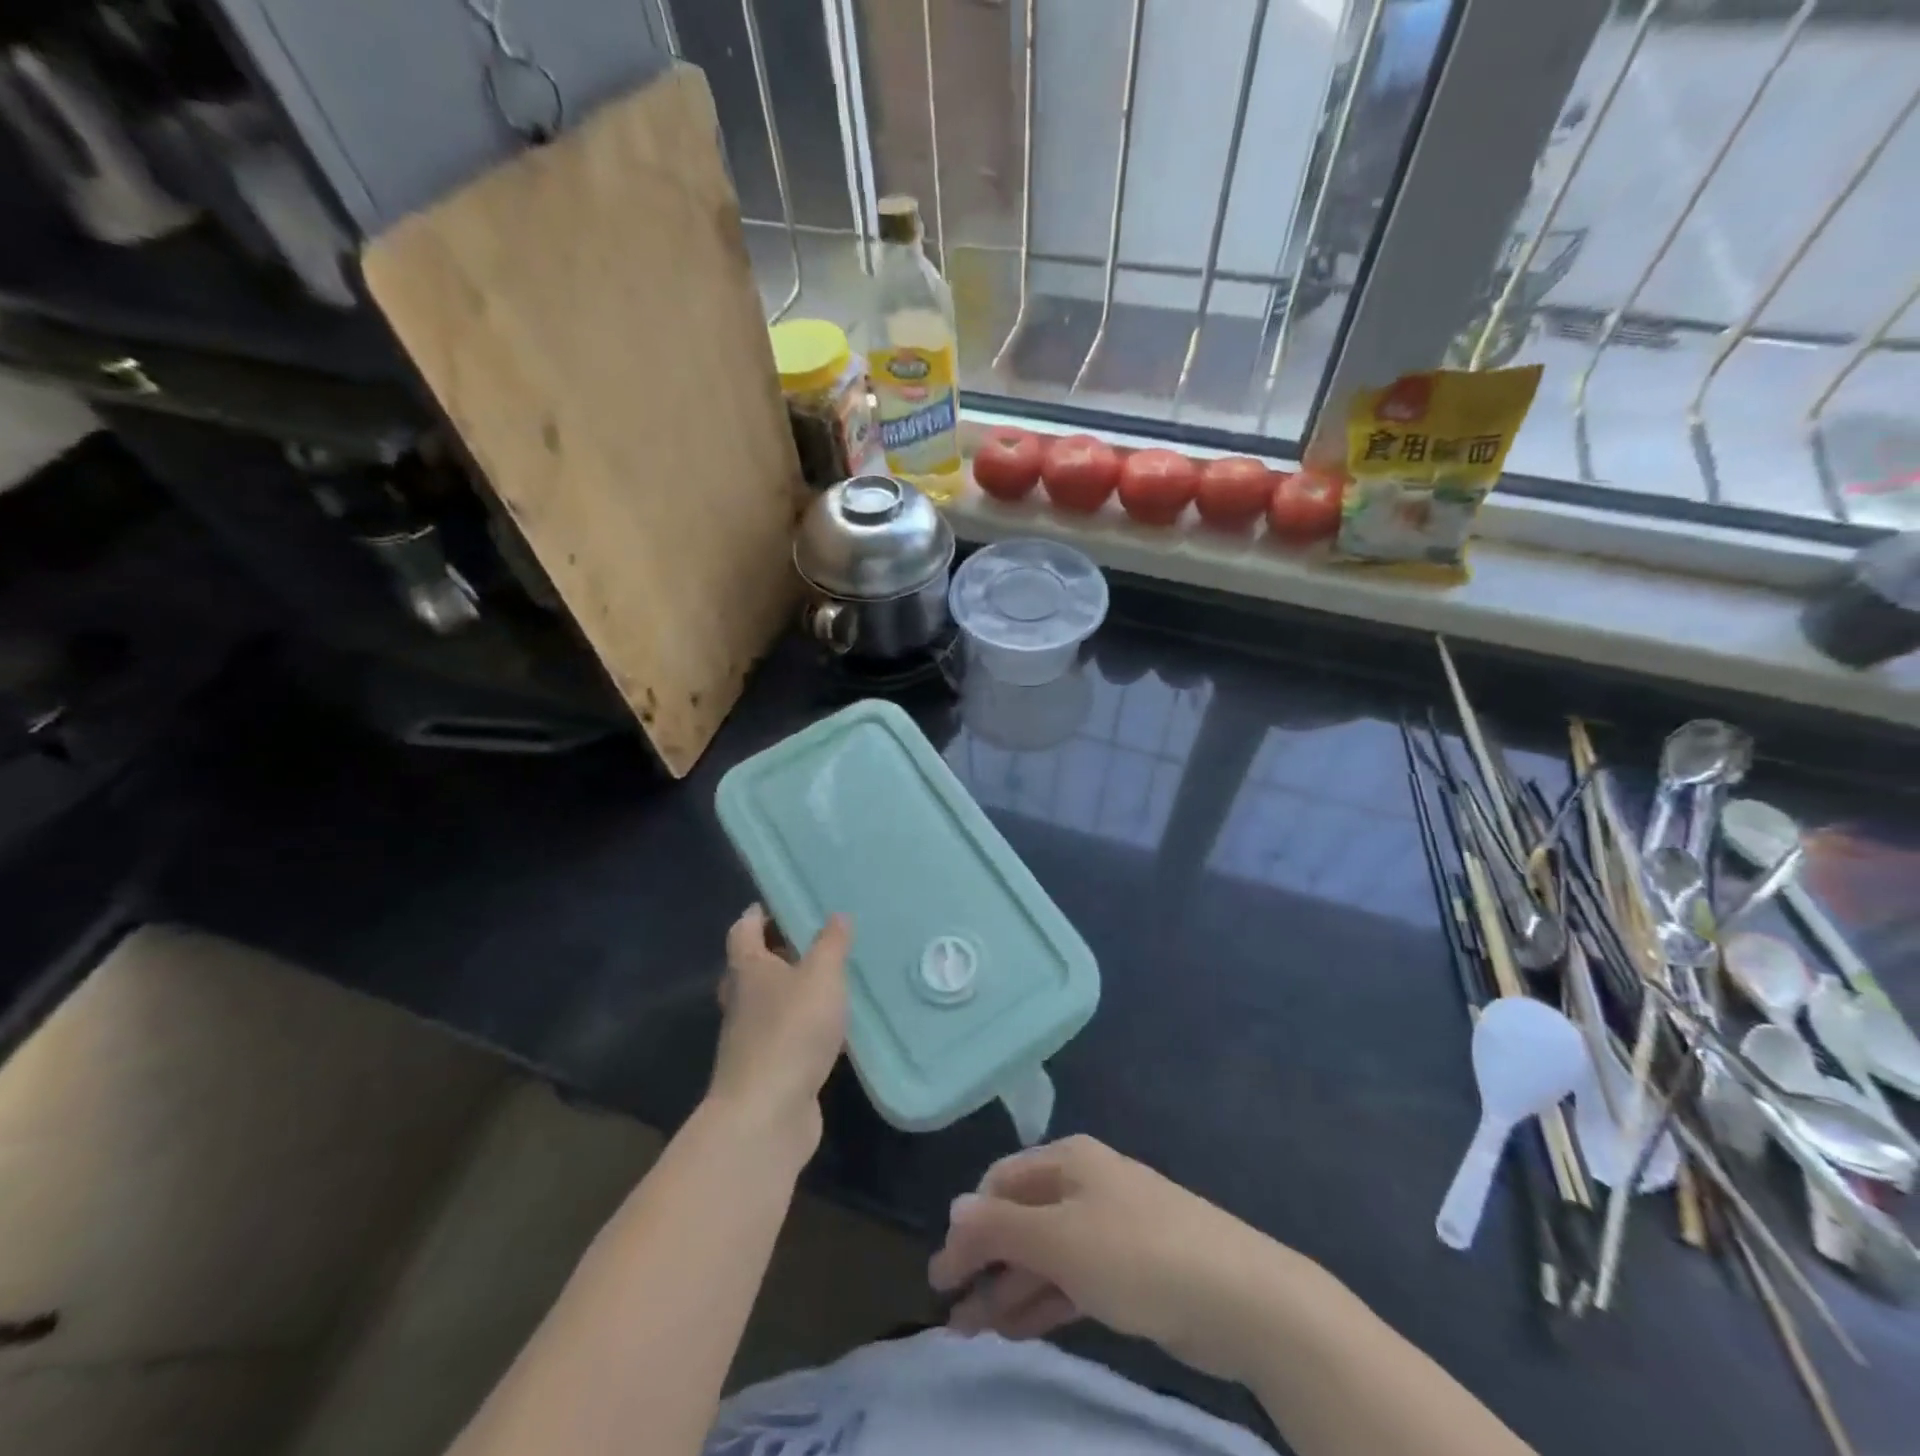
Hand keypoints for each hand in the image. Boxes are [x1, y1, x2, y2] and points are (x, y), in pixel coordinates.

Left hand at [706, 906, 849, 1152]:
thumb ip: (831, 944)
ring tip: (827, 980)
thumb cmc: (791, 1030)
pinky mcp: (767, 1068)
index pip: (743, 930)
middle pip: (751, 967)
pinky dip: (803, 1026)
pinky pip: (785, 1035)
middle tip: (810, 940)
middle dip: (776, 952)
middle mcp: (742, 1000)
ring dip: (791, 991)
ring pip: (768, 1003)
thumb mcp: (821, 977)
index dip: (757, 914)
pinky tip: (830, 1029)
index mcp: (747, 969)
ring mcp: (750, 1038)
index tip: (778, 903)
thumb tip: (837, 915)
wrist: (767, 1114)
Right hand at [928, 1135, 1297, 1384]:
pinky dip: (1041, 1301)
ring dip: (1008, 1289)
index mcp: (1068, 1161)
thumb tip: (953, 1210)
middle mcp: (1084, 1186)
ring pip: (1044, 1255)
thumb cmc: (1136, 1253)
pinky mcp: (1128, 1272)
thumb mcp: (1059, 1239)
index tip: (942, 1277)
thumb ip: (1001, 1226)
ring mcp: (1108, 1229)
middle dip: (985, 1261)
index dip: (968, 1226)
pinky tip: (1015, 1330)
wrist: (1238, 1297)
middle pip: (1021, 1218)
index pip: (1000, 1183)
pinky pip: (1070, 1281)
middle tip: (952, 1313)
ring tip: (972, 1333)